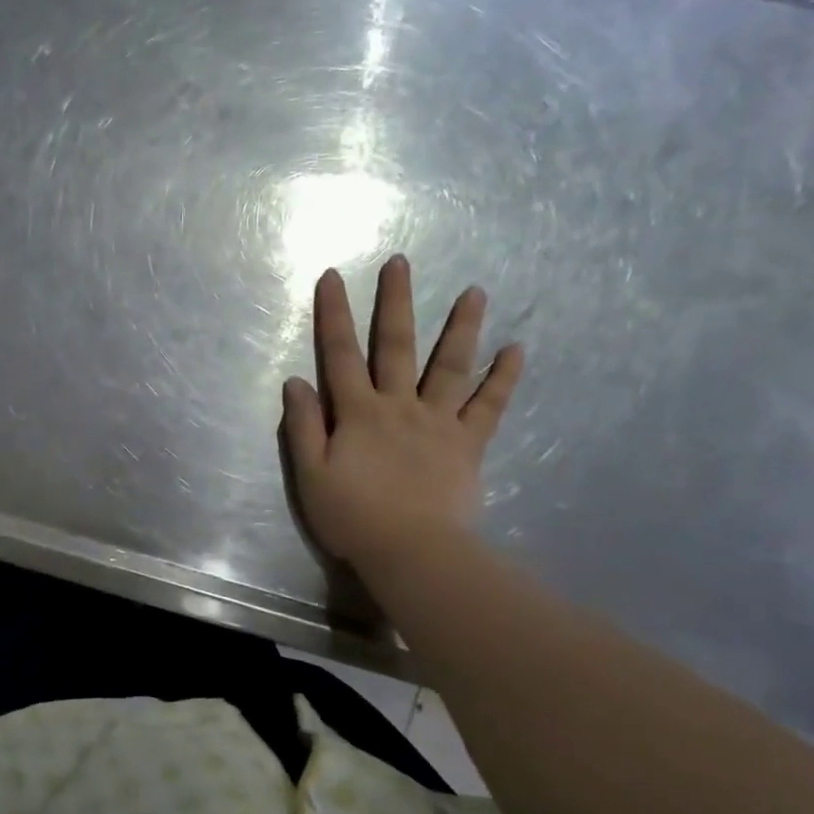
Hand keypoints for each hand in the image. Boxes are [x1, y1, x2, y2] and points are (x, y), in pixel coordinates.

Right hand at [282, 255, 522, 568]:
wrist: (412, 551)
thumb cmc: (353, 516)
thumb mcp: (310, 475)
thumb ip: (302, 426)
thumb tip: (297, 380)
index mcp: (358, 413)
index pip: (340, 354)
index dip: (333, 314)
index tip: (332, 276)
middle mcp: (399, 406)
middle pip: (396, 346)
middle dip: (395, 302)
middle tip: (400, 262)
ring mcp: (438, 422)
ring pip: (450, 366)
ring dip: (461, 327)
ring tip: (475, 291)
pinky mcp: (468, 444)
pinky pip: (489, 406)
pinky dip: (503, 378)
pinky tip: (517, 350)